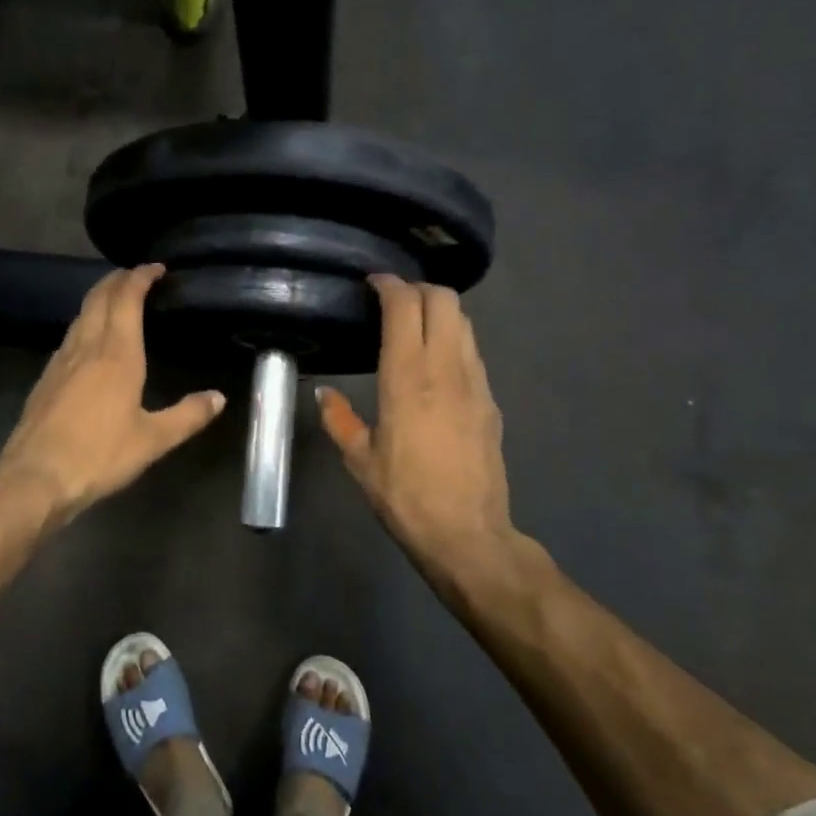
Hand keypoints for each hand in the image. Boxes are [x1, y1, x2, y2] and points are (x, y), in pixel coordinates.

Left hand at [0, 265, 224, 524]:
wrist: (36, 477)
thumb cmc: (99, 455)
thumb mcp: (153, 440)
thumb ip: (188, 416)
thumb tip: (218, 398)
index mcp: (117, 354)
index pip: (126, 299)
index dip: (140, 277)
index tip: (155, 267)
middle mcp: (87, 347)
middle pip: (99, 298)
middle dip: (117, 279)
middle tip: (135, 275)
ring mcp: (61, 361)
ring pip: (80, 315)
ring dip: (99, 298)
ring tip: (115, 299)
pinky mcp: (46, 378)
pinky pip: (69, 336)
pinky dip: (85, 322)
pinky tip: (89, 340)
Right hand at [318, 275, 516, 588]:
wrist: (467, 533)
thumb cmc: (405, 496)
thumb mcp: (360, 460)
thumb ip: (339, 420)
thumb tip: (324, 394)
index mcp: (407, 377)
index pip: (405, 306)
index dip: (389, 284)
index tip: (372, 283)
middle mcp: (446, 368)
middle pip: (444, 300)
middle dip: (418, 288)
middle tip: (393, 301)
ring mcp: (476, 382)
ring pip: (464, 322)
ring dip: (439, 312)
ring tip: (414, 327)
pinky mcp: (491, 400)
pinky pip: (473, 352)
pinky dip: (453, 340)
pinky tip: (436, 364)